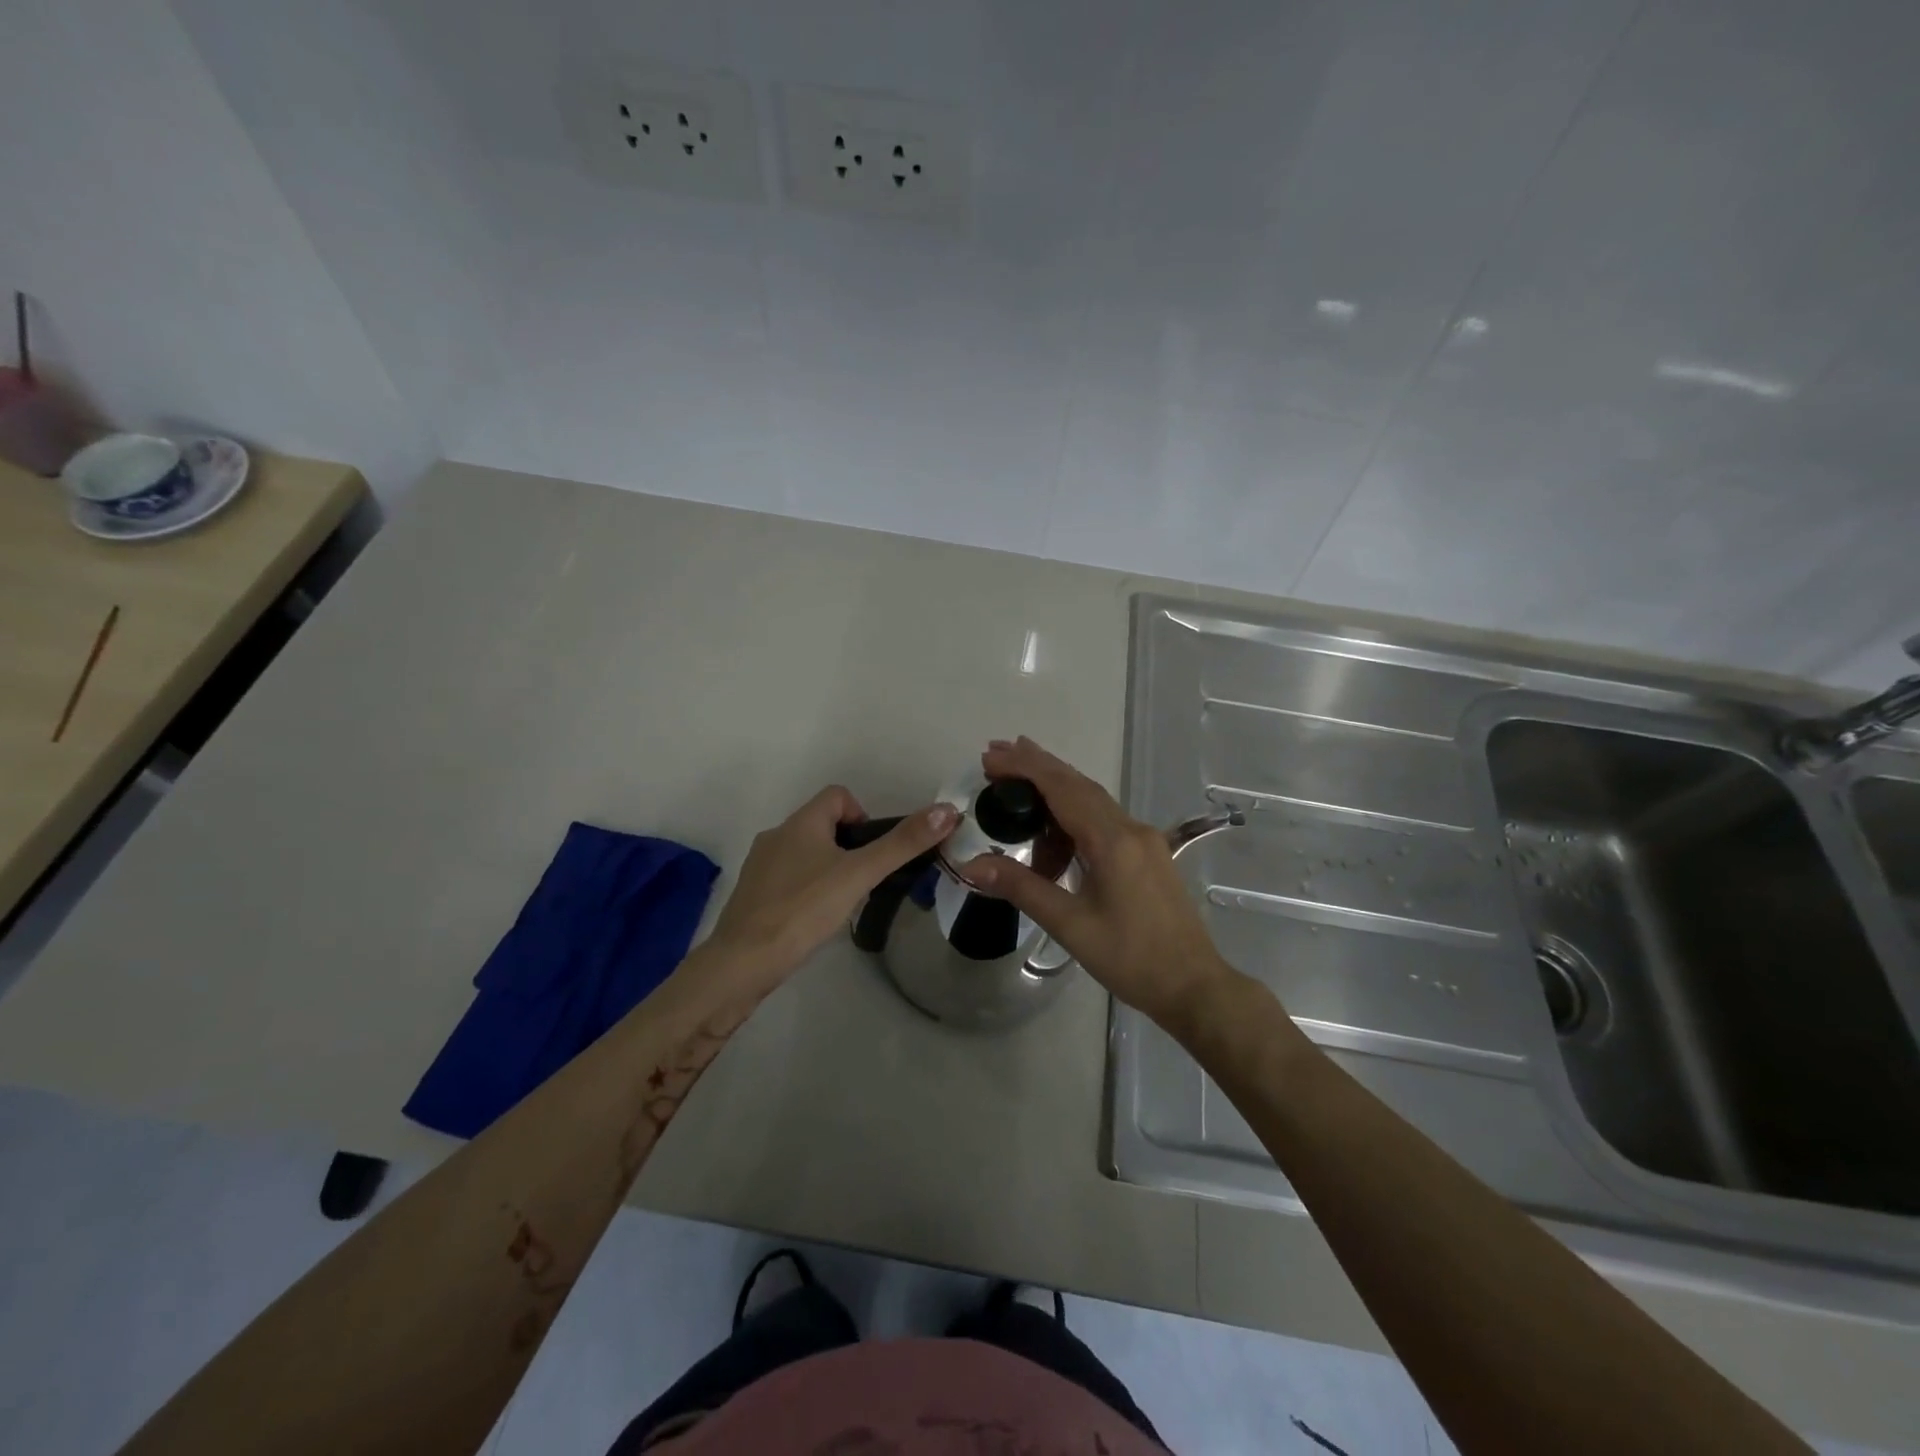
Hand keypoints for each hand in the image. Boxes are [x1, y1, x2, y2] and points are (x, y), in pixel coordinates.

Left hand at [706, 786, 956, 981]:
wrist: (742, 964)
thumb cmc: (803, 910)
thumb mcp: (859, 874)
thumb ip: (902, 844)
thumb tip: (947, 810)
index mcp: (800, 823)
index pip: (838, 795)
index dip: (863, 814)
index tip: (873, 851)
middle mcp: (776, 835)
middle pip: (823, 825)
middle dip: (849, 847)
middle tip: (865, 881)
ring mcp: (760, 867)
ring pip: (805, 853)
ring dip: (828, 869)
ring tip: (842, 904)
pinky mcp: (752, 896)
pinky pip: (788, 879)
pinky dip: (807, 890)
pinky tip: (813, 920)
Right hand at [959, 737, 1237, 1029]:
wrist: (1193, 986)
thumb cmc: (1130, 958)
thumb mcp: (1069, 924)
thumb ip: (1021, 887)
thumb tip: (972, 864)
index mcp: (1112, 840)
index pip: (1061, 788)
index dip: (1024, 768)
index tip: (989, 759)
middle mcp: (1130, 829)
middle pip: (1078, 784)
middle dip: (1036, 766)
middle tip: (995, 756)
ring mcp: (1144, 840)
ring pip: (1092, 801)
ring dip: (1054, 793)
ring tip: (1016, 802)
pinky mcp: (1147, 854)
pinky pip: (1104, 821)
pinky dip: (1072, 819)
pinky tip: (1054, 843)